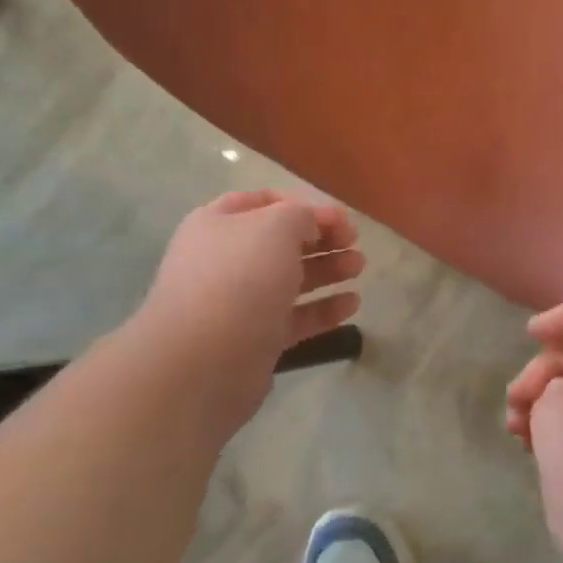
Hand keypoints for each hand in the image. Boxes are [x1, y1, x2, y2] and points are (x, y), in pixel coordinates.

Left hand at [136, 189, 362, 442]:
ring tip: (358, 267)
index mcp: (219, 224)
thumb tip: (311, 226)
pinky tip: (352, 304)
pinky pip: (295, 317)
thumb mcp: (276, 226)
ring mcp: (240, 302)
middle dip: (321, 238)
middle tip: (355, 243)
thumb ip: (302, 215)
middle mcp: (226, 260)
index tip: (341, 219)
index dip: (305, 205)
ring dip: (327, 270)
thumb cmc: (240, 278)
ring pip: (290, 279)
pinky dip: (323, 309)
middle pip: (281, 242)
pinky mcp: (256, 339)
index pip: (265, 202)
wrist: (204, 360)